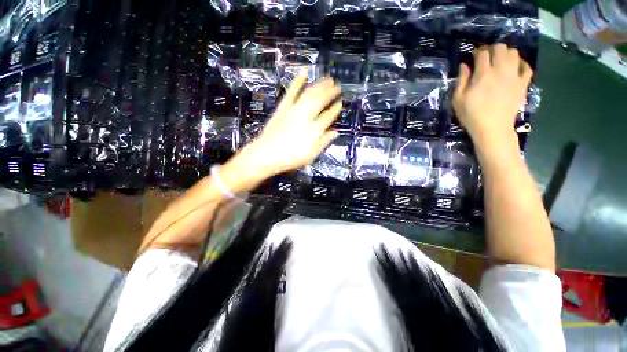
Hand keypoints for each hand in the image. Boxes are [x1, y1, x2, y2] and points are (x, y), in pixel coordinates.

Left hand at [244, 72, 341, 177]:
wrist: (267, 154)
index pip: (329, 116)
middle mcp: (306, 116)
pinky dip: (298, 81)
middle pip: (321, 100)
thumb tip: (335, 132)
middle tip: (337, 86)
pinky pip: (291, 92)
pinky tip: (303, 72)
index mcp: (315, 130)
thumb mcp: (311, 155)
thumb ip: (324, 142)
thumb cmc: (291, 158)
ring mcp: (294, 110)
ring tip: (328, 79)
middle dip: (331, 92)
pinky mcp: (283, 107)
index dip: (336, 109)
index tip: (340, 103)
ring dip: (320, 85)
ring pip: (309, 93)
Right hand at [453, 44, 532, 149]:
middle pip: (500, 48)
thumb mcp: (458, 99)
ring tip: (499, 60)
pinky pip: (527, 67)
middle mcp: (501, 71)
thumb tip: (464, 65)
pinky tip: (515, 66)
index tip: (473, 56)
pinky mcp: (523, 84)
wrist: (492, 129)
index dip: (477, 51)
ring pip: (514, 53)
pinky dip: (521, 63)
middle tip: (486, 56)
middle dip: (492, 48)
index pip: (482, 53)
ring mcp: (514, 76)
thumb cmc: (471, 115)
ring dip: (506, 53)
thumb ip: (461, 80)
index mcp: (483, 74)